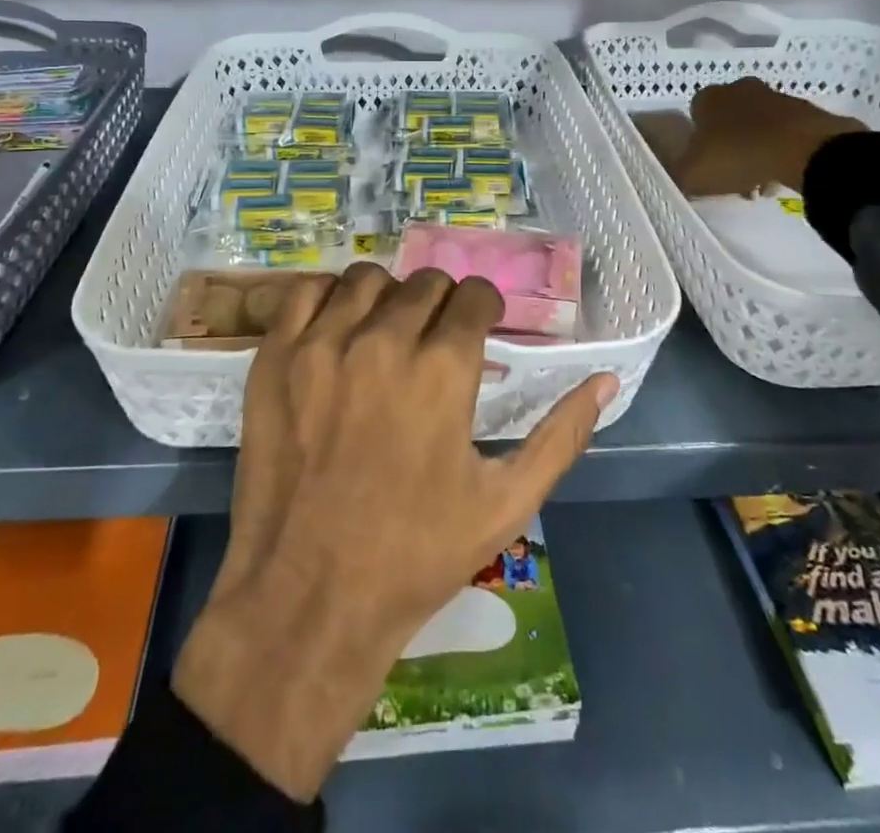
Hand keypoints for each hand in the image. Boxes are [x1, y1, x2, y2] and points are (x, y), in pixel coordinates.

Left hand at [171, 262, 617, 801]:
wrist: (308, 599)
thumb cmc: (415, 556)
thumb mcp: (506, 503)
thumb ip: (561, 435)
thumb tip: (605, 381)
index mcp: (442, 371)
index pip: (473, 296)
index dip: (484, 308)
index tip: (480, 327)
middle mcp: (383, 342)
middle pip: (425, 283)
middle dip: (442, 304)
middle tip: (436, 340)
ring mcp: (321, 346)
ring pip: (367, 279)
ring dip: (388, 297)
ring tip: (388, 332)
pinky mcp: (274, 359)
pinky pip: (305, 292)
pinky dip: (328, 299)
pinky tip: (338, 330)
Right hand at [671, 77, 863, 197]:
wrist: (805, 150)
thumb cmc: (738, 155)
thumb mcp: (693, 174)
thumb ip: (677, 174)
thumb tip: (675, 177)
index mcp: (708, 97)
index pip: (694, 114)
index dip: (697, 141)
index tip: (704, 164)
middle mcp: (739, 89)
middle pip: (727, 119)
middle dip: (727, 144)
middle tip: (731, 174)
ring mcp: (775, 97)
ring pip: (756, 126)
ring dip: (754, 149)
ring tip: (759, 181)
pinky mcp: (805, 111)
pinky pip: (783, 133)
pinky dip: (779, 151)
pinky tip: (781, 174)